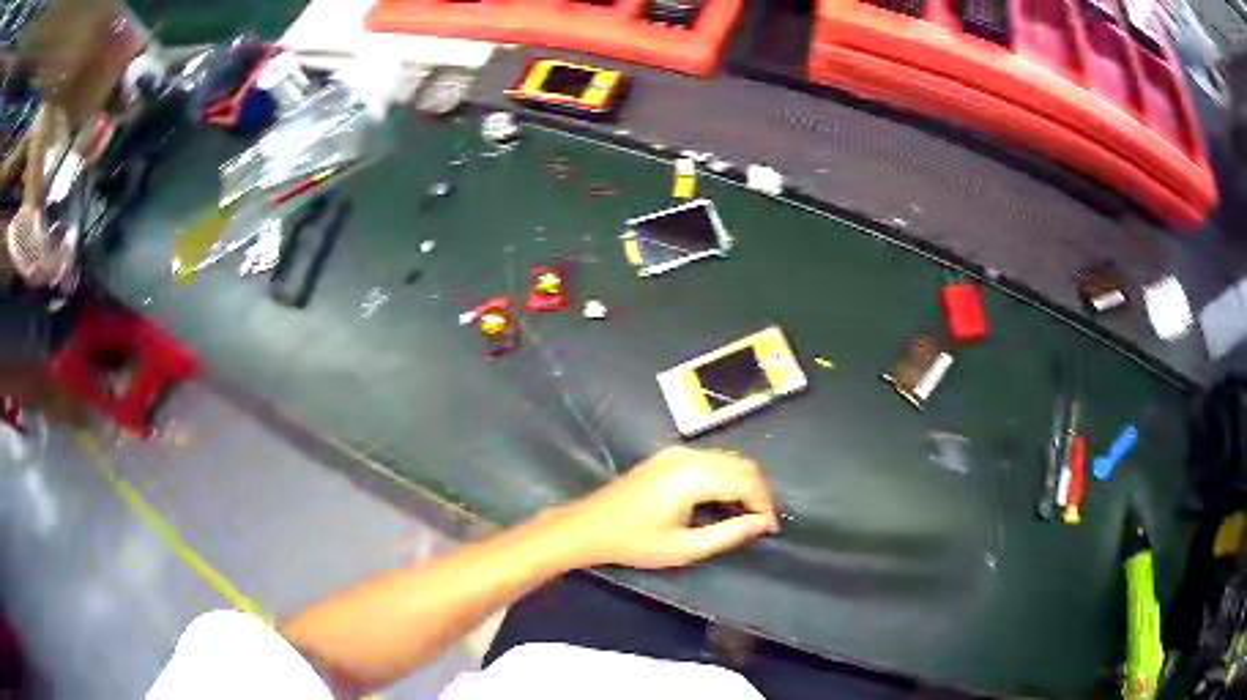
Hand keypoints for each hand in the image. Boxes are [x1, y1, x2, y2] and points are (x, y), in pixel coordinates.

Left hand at [550, 447, 779, 569]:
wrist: (588, 526)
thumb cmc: (634, 542)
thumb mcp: (684, 548)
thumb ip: (728, 534)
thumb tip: (762, 524)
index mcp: (692, 477)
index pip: (746, 482)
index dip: (765, 504)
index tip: (771, 529)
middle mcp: (688, 456)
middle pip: (742, 465)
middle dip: (759, 492)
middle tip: (762, 522)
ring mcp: (676, 452)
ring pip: (728, 459)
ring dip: (744, 483)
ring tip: (747, 514)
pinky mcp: (668, 455)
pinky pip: (711, 459)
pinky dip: (726, 476)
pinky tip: (724, 501)